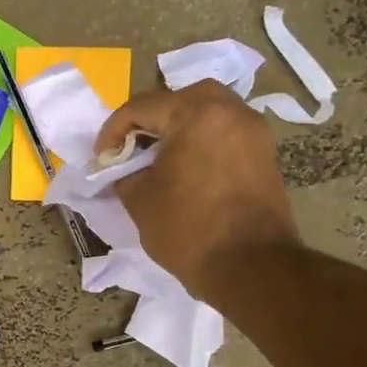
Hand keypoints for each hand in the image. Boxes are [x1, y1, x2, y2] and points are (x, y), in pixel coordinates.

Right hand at [95, 82, 299, 301]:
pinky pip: (224, 132)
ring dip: (178, 127)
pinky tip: (185, 168)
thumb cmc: (187, 228)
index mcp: (196, 113)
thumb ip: (124, 171)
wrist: (250, 267)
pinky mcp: (264, 154)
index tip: (102, 158)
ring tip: (157, 157)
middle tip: (131, 148)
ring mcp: (253, 131)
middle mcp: (231, 111)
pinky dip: (200, 140)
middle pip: (179, 99)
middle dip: (150, 120)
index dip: (112, 131)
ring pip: (206, 112)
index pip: (140, 106)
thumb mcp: (138, 198)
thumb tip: (123, 166)